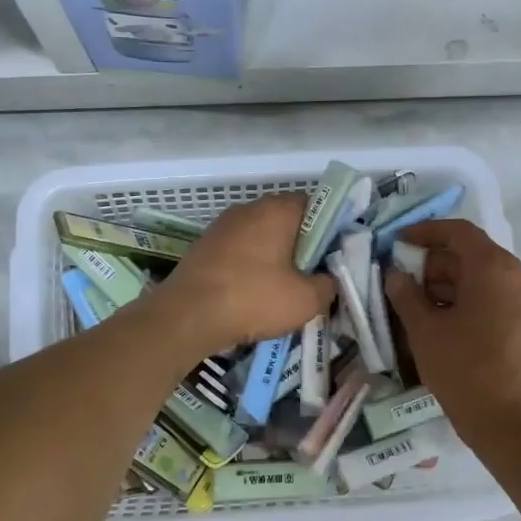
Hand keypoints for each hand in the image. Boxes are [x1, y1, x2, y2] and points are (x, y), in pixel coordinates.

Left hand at [157, 193, 335, 351]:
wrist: (187, 316)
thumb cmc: (253, 299)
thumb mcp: (306, 300)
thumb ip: (328, 285)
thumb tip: (327, 280)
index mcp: (277, 210)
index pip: (314, 205)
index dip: (328, 229)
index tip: (332, 256)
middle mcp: (248, 209)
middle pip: (286, 221)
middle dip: (300, 246)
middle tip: (311, 277)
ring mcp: (222, 226)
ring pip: (260, 237)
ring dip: (273, 258)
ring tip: (281, 291)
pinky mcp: (204, 246)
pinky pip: (238, 252)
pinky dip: (249, 268)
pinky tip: (252, 295)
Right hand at [385, 220, 520, 448]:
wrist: (515, 425)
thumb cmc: (466, 370)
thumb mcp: (425, 331)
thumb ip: (405, 295)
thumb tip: (395, 274)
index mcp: (493, 268)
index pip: (457, 232)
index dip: (424, 232)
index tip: (396, 243)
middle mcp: (516, 277)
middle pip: (469, 255)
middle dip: (431, 265)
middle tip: (398, 282)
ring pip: (479, 280)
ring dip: (444, 287)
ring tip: (411, 308)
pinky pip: (491, 301)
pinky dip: (463, 304)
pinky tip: (436, 327)